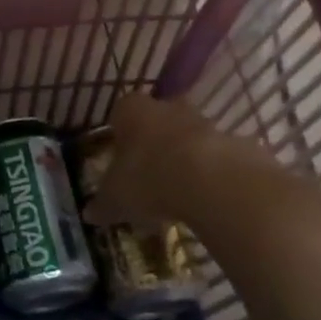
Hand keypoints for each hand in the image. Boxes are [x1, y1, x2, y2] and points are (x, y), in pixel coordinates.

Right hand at [81, 92, 265, 230]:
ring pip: (186, 138)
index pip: (119, 115)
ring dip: (181, 160)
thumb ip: (102, 204)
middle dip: (152, 146)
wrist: (212, 181)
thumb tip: (88, 214)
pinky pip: (213, 158)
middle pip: (155, 123)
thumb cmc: (149, 178)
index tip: (118, 162)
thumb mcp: (115, 198)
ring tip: (176, 195)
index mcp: (131, 110)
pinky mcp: (232, 141)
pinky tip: (203, 201)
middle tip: (146, 177)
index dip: (118, 138)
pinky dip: (208, 175)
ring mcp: (202, 121)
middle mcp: (166, 106)